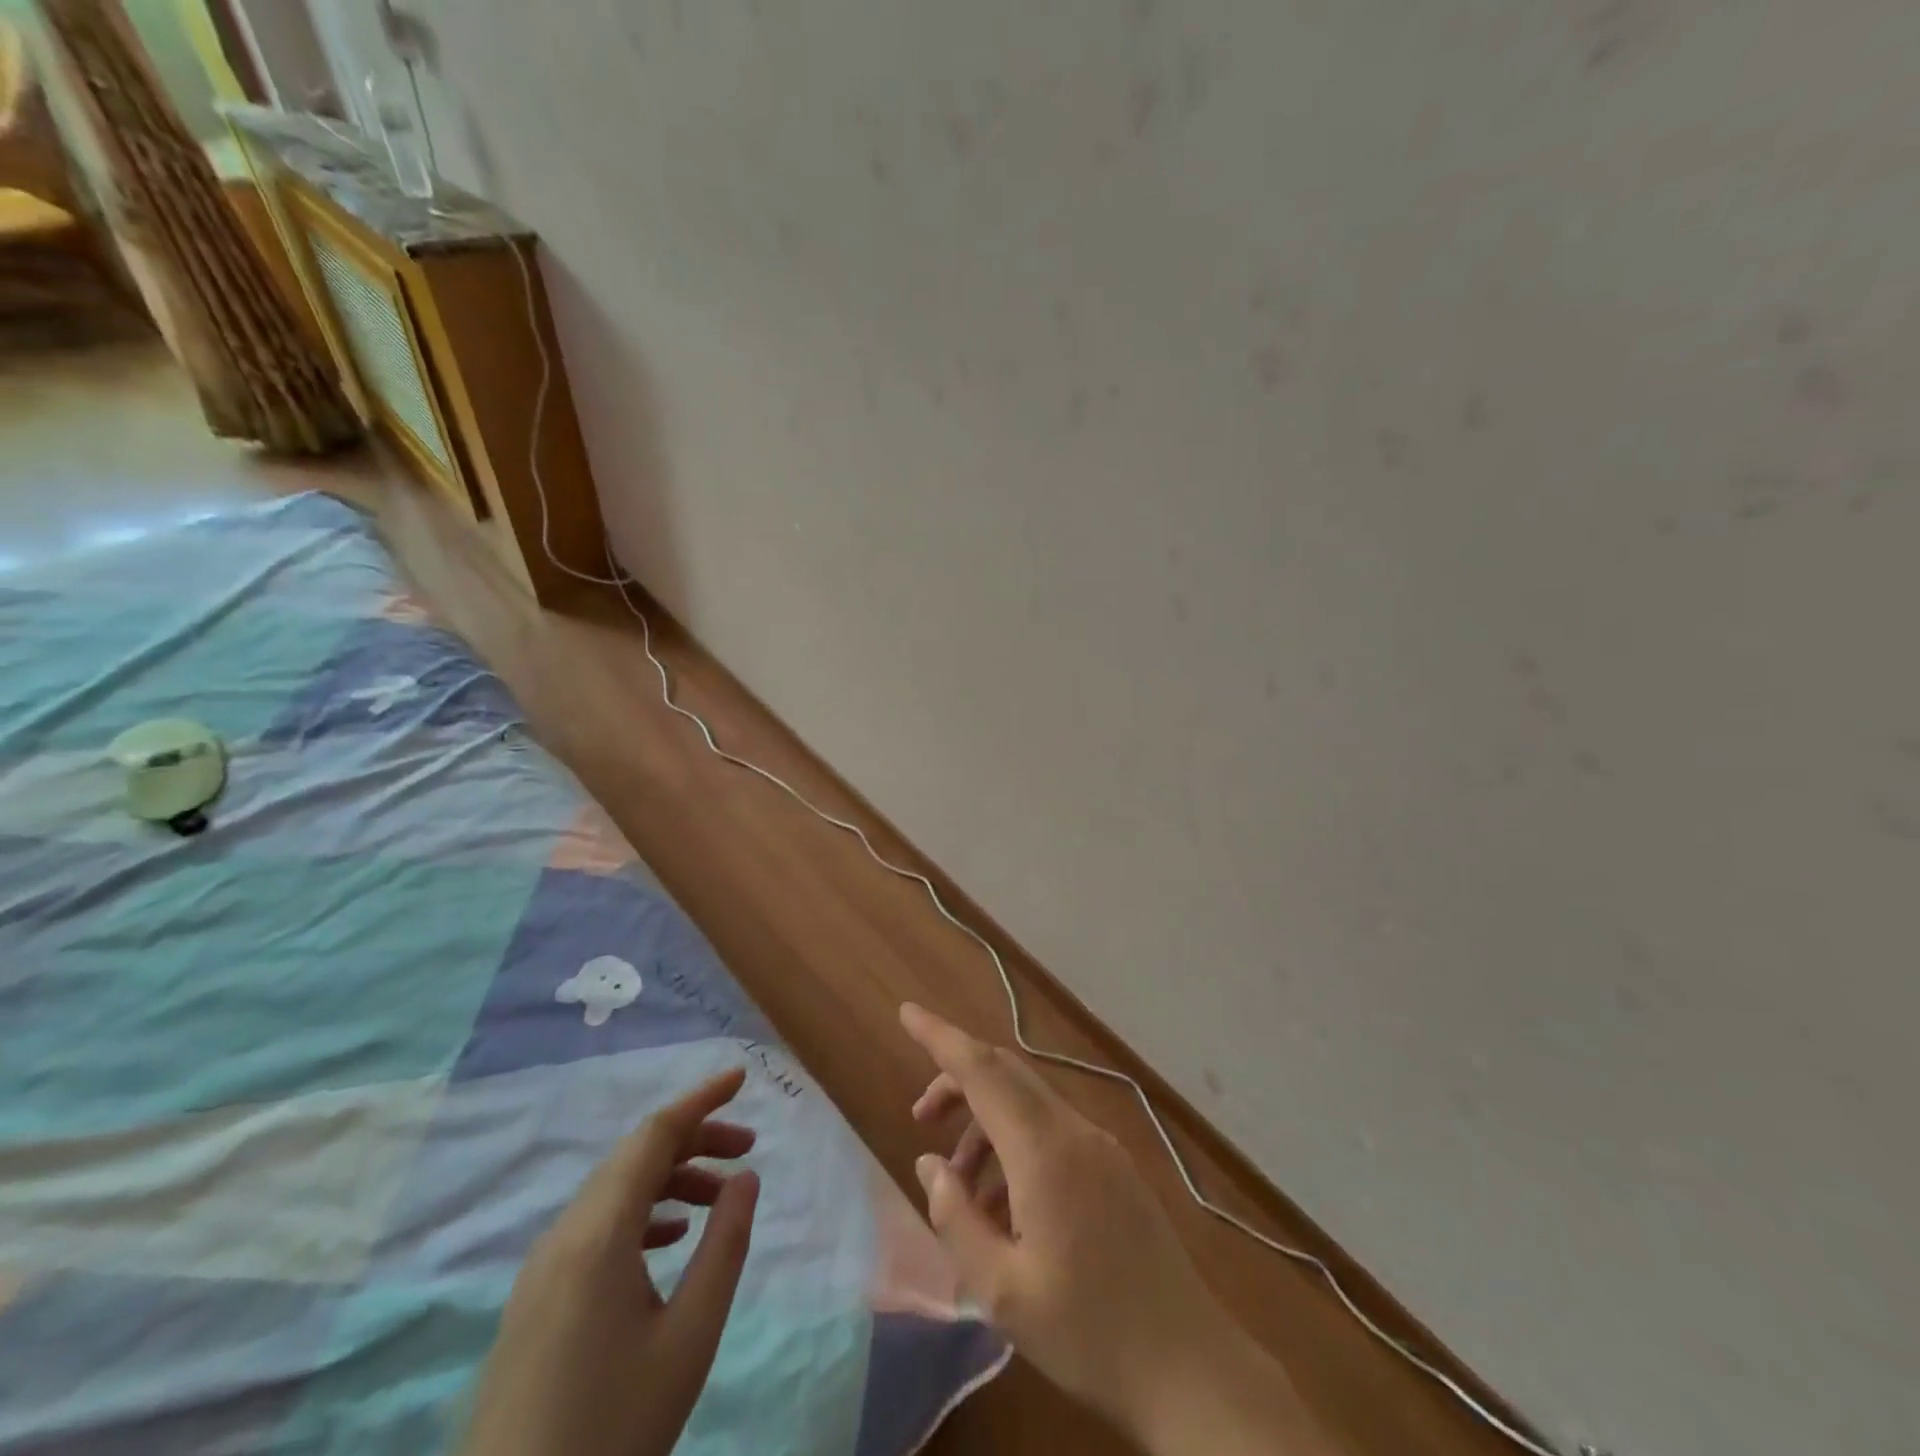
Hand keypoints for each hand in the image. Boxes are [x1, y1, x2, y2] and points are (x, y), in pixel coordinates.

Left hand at [460, 1068, 760, 1455]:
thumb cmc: (614, 1428)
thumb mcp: (690, 1337)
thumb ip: (724, 1246)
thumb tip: (746, 1177)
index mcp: (597, 1235)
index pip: (653, 1135)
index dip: (700, 1099)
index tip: (741, 1078)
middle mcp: (563, 1236)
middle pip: (634, 1158)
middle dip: (694, 1140)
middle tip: (747, 1148)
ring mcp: (543, 1269)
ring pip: (615, 1191)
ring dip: (670, 1178)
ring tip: (719, 1196)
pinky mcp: (536, 1299)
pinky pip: (596, 1226)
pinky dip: (642, 1212)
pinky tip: (670, 1238)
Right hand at [901, 1004, 1330, 1455]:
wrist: (1190, 1367)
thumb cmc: (1088, 1332)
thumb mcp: (1002, 1291)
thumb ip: (955, 1217)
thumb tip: (929, 1165)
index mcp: (1043, 1150)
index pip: (981, 1069)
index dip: (940, 1037)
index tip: (906, 1013)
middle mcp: (1073, 1131)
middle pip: (1005, 1075)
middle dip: (957, 1083)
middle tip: (922, 1120)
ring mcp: (1100, 1145)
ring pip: (1028, 1103)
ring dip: (986, 1122)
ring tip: (962, 1186)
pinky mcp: (1114, 1167)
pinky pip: (1052, 1131)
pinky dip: (1016, 1145)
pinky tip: (1005, 1205)